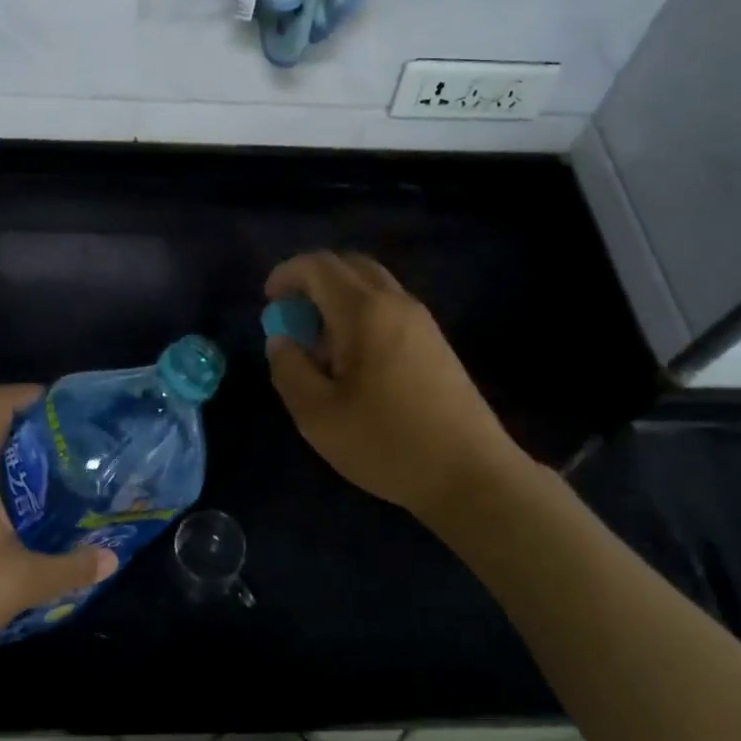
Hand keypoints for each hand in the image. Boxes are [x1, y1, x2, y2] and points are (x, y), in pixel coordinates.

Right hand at [265, 252, 526, 520]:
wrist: (472, 474)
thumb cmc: (387, 443)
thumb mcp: (317, 415)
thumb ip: (289, 369)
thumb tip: (281, 340)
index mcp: (364, 312)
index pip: (319, 266)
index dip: (287, 274)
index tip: (269, 301)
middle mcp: (396, 303)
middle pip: (350, 266)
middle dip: (314, 280)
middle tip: (294, 315)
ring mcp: (422, 321)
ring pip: (373, 285)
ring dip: (339, 298)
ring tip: (322, 345)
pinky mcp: (437, 343)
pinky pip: (390, 307)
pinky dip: (362, 314)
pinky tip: (356, 361)